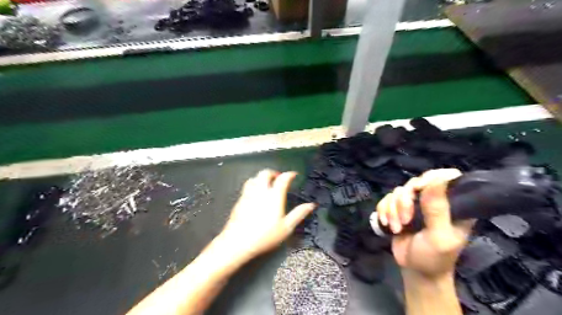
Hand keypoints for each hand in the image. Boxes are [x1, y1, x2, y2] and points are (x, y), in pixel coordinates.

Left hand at [218, 169, 314, 259]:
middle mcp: (260, 192)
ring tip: (266, 183)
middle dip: (273, 173)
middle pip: (265, 173)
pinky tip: (255, 194)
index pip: (282, 179)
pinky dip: (253, 185)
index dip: (289, 174)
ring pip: (254, 178)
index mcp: (274, 196)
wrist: (238, 242)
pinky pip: (247, 186)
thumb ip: (299, 214)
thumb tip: (311, 205)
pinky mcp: (240, 200)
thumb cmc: (265, 236)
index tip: (293, 175)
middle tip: (279, 178)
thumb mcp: (286, 227)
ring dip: (261, 177)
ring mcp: (248, 195)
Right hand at [378, 170, 473, 278]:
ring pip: (398, 191)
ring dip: (392, 210)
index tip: (418, 190)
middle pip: (415, 183)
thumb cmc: (434, 257)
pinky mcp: (398, 208)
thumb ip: (437, 209)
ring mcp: (414, 204)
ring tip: (397, 228)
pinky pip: (386, 199)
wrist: (414, 270)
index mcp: (453, 204)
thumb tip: (438, 179)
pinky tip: (387, 224)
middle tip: (405, 220)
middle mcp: (433, 200)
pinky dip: (383, 210)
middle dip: (404, 201)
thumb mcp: (439, 237)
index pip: (447, 176)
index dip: (431, 177)